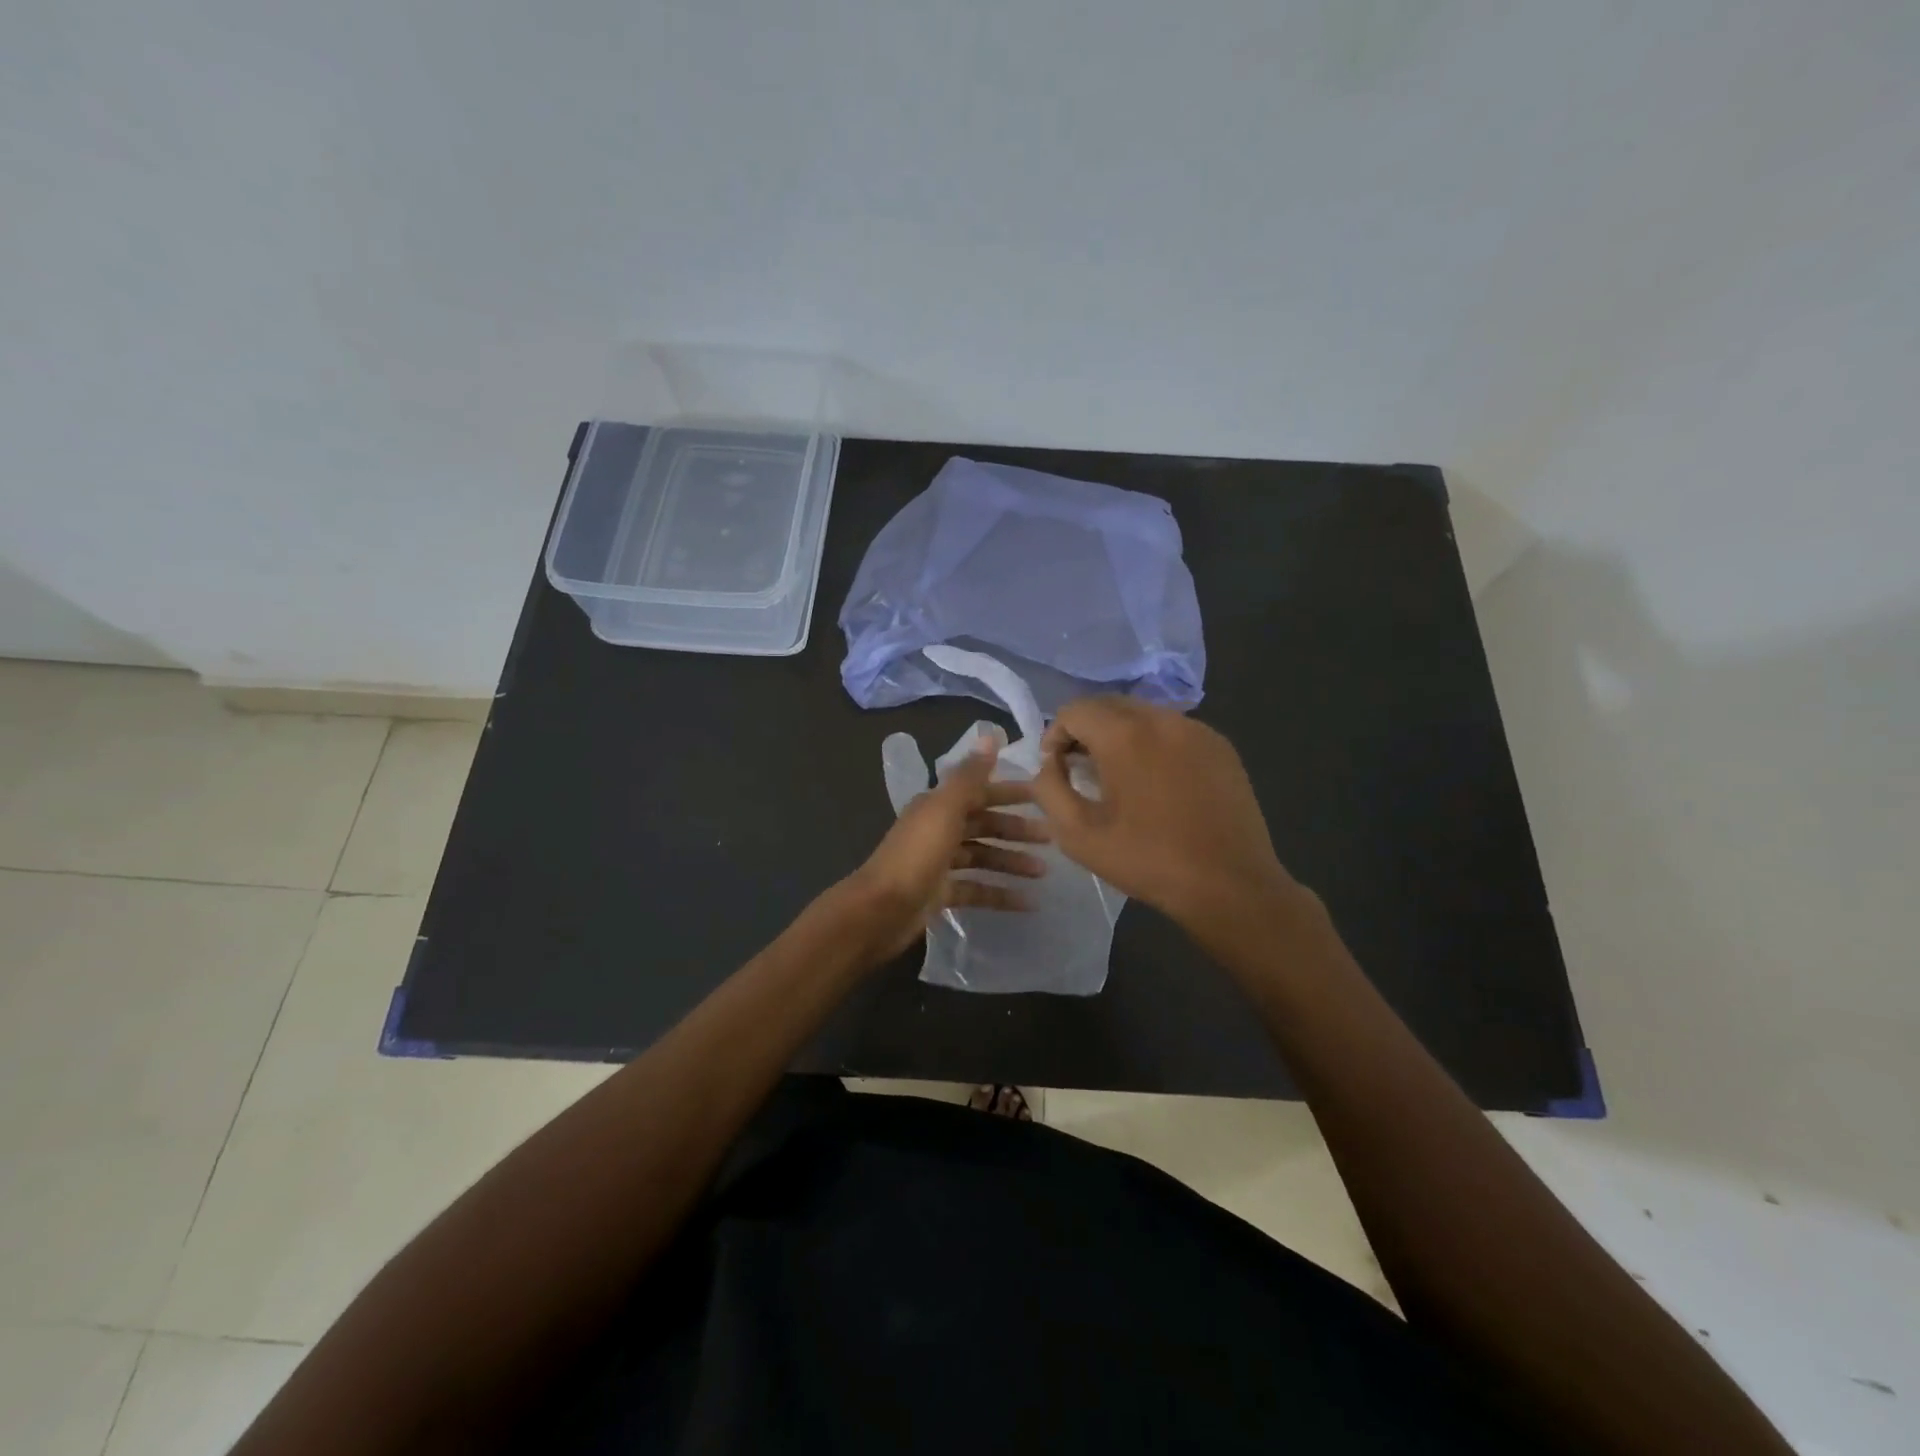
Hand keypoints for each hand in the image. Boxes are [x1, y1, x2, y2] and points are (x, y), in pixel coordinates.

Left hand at [842, 737, 1049, 962]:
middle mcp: (938, 829)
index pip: (979, 793)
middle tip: (1050, 838)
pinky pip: (977, 889)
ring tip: (1043, 872)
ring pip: (982, 856)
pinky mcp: (940, 893)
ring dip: (1011, 862)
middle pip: (983, 825)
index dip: (1010, 793)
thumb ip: (970, 775)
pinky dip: (1000, 894)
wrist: (880, 910)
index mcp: (937, 806)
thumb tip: (990, 735)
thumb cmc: (916, 856)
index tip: (1043, 797)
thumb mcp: (945, 810)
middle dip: (1016, 830)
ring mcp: (938, 863)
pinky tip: (1027, 903)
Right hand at [1031, 697, 1293, 933]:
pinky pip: (1174, 731)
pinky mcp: (1222, 747)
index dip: (1055, 735)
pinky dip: (1154, 745)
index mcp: (1125, 735)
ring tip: (1118, 776)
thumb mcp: (1078, 834)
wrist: (1230, 885)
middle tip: (1080, 768)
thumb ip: (1049, 789)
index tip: (1056, 768)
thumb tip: (1050, 765)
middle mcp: (1163, 719)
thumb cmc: (1148, 861)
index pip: (1075, 710)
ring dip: (1120, 735)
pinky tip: (1157, 783)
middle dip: (1086, 730)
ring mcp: (1198, 730)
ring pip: (1144, 715)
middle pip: (1110, 705)